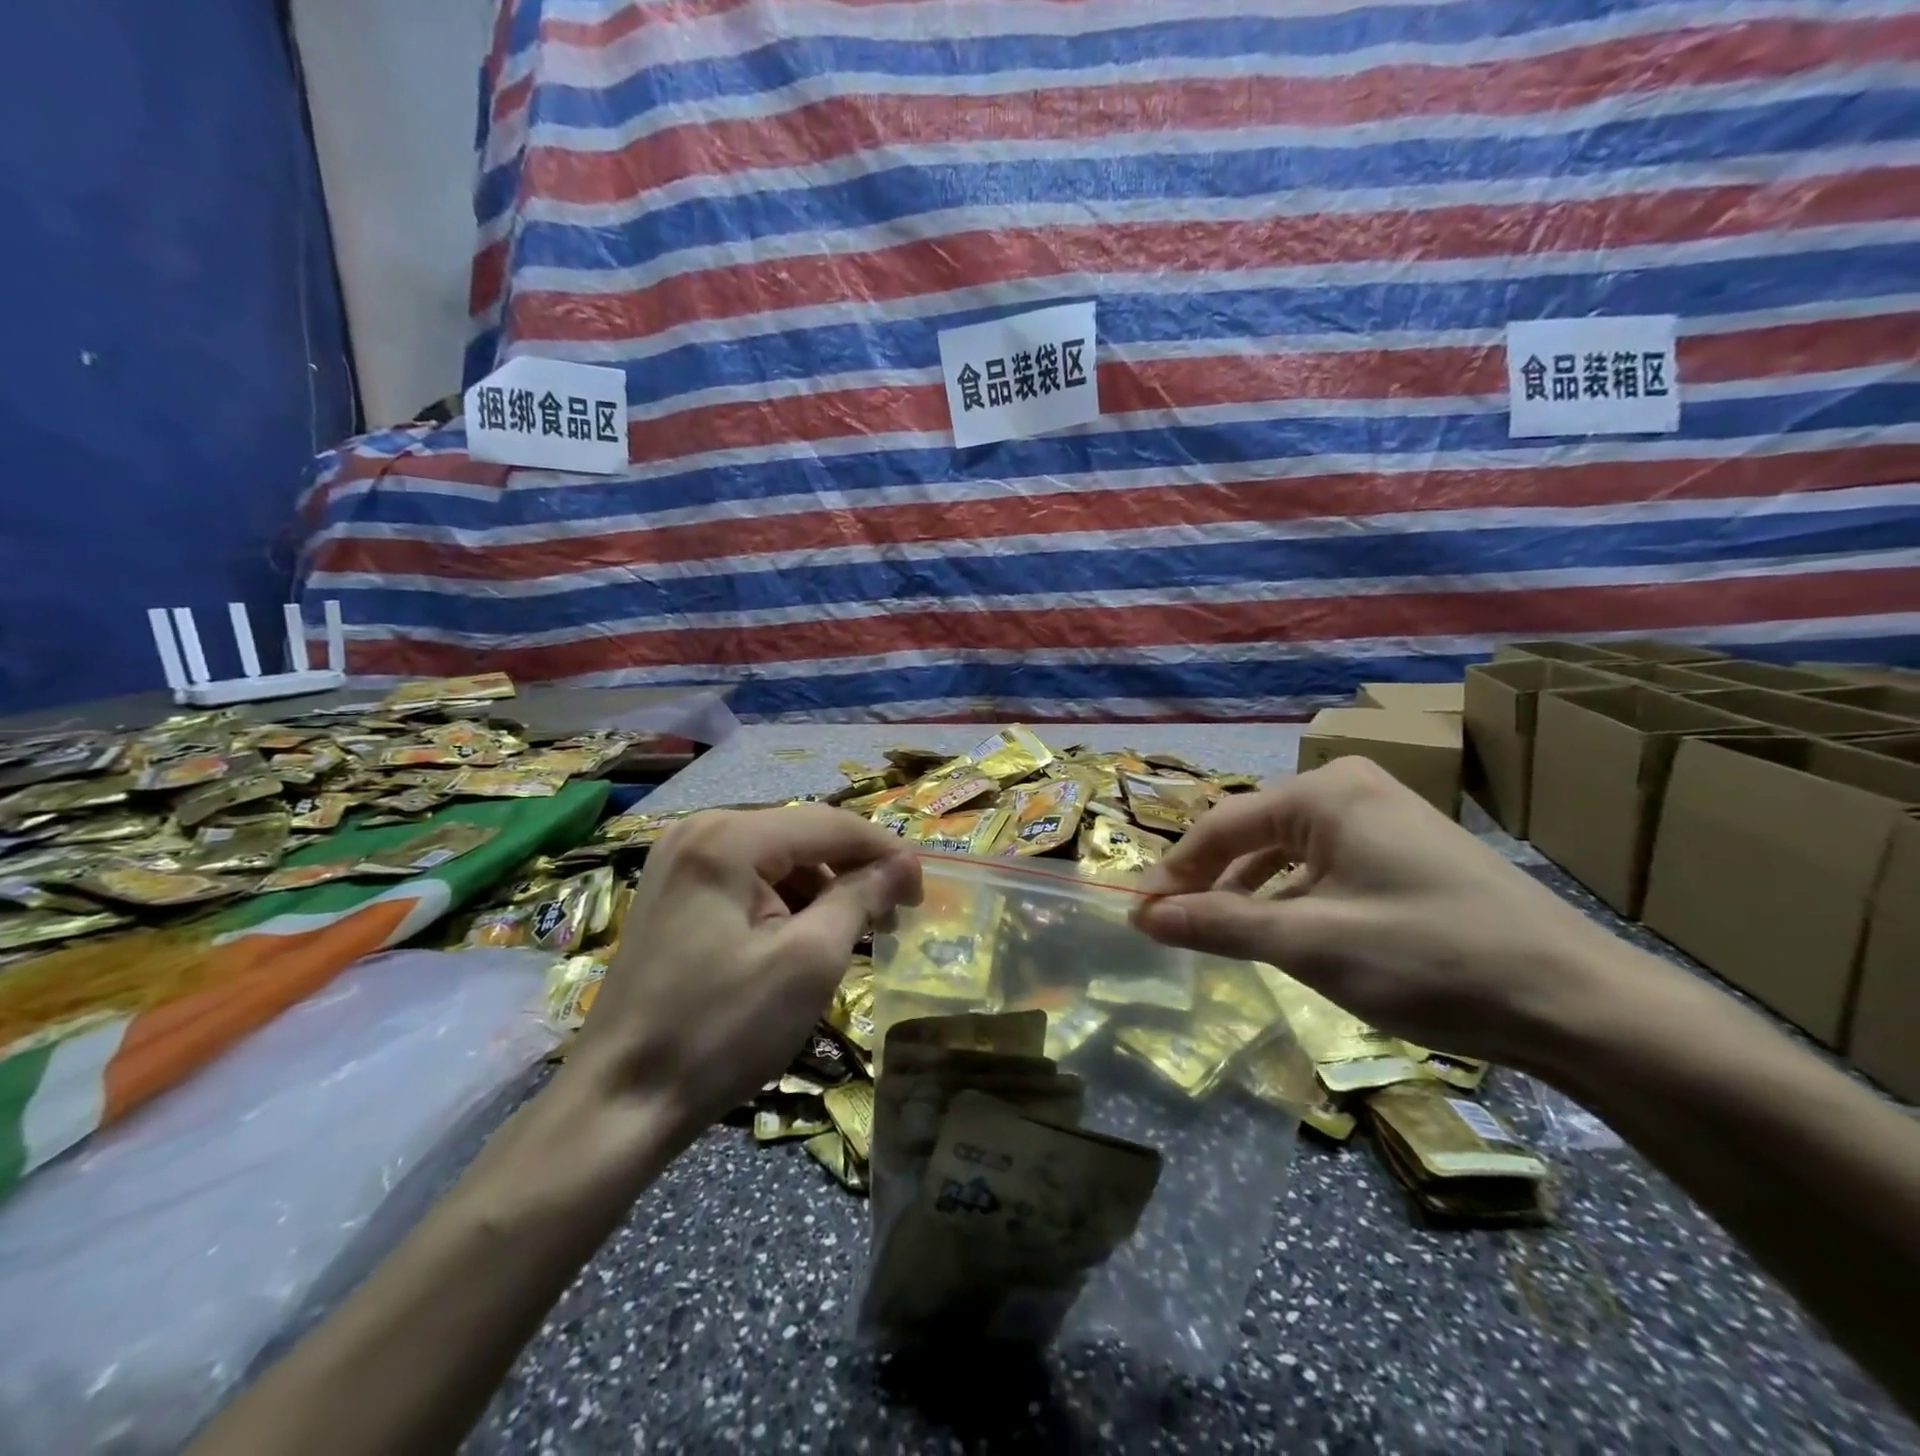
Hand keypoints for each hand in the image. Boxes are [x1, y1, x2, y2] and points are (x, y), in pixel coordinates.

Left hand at [566, 806, 920, 1131]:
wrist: (620, 1103)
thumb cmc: (721, 1030)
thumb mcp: (809, 961)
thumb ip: (861, 898)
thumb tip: (903, 865)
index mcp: (729, 838)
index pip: (831, 824)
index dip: (887, 852)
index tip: (922, 893)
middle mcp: (699, 830)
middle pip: (802, 835)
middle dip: (853, 872)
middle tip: (892, 919)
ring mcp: (678, 860)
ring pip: (777, 857)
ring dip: (821, 889)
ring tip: (849, 936)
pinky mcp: (671, 892)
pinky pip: (747, 878)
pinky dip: (784, 902)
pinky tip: (800, 939)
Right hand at [1132, 758, 1635, 1063]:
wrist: (1581, 1004)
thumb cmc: (1431, 958)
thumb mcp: (1310, 944)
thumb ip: (1219, 925)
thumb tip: (1144, 916)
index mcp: (1324, 792)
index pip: (1222, 825)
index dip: (1174, 872)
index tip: (1138, 915)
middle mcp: (1350, 789)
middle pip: (1253, 833)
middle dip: (1210, 881)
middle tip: (1173, 928)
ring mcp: (1384, 818)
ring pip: (1288, 852)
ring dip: (1249, 892)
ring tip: (1220, 935)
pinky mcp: (1407, 852)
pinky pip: (1325, 866)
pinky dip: (1293, 898)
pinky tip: (1285, 934)